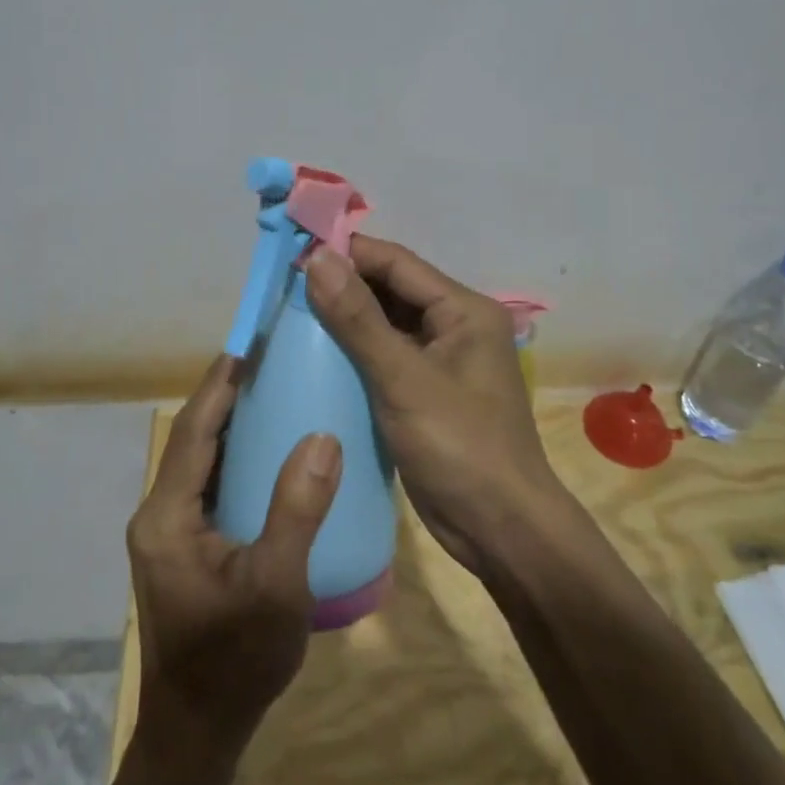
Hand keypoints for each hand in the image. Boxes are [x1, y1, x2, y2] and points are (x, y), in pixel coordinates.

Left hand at [127, 356, 343, 763]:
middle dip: (227, 398)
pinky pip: (207, 486)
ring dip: (230, 426)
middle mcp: (158, 514)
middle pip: (193, 440)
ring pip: (200, 462)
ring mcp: (168, 532)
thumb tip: (322, 437)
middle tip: (271, 362)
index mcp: (168, 516)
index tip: (248, 345)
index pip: (193, 432)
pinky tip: (268, 453)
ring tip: (273, 393)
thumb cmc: (235, 660)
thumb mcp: (276, 586)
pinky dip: (234, 459)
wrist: (198, 732)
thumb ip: (297, 510)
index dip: (219, 386)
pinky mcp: (182, 547)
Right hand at [305, 237, 562, 575]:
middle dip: (342, 286)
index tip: (293, 254)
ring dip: (345, 319)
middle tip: (284, 287)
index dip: (347, 253)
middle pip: (391, 290)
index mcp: (464, 310)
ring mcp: (441, 361)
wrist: (501, 531)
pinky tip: (315, 357)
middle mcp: (455, 326)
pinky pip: (384, 357)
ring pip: (385, 324)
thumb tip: (317, 258)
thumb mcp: (404, 380)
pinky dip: (354, 353)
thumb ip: (358, 318)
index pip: (396, 263)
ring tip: (290, 316)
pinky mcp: (425, 392)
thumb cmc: (460, 447)